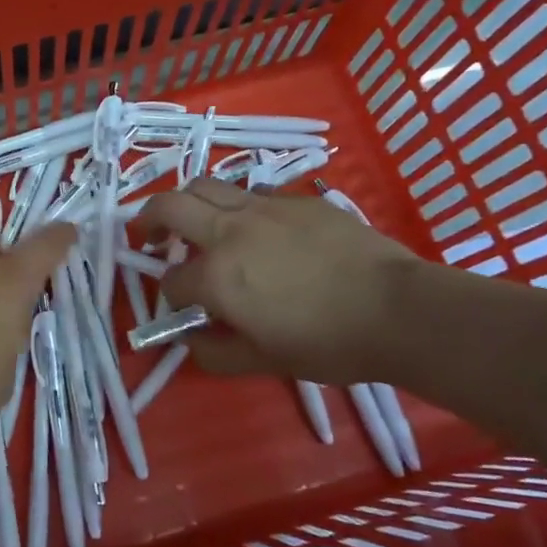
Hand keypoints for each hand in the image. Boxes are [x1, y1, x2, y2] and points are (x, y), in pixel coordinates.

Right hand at [135, 179, 416, 382]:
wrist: (397, 309)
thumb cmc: (327, 343)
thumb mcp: (264, 361)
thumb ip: (215, 352)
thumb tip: (190, 340)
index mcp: (216, 275)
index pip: (173, 281)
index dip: (173, 297)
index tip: (186, 309)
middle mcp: (230, 231)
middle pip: (170, 206)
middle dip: (149, 218)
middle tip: (150, 234)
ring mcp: (264, 207)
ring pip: (207, 185)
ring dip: (191, 202)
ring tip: (199, 222)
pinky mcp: (297, 199)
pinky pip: (253, 193)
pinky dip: (239, 207)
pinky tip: (260, 229)